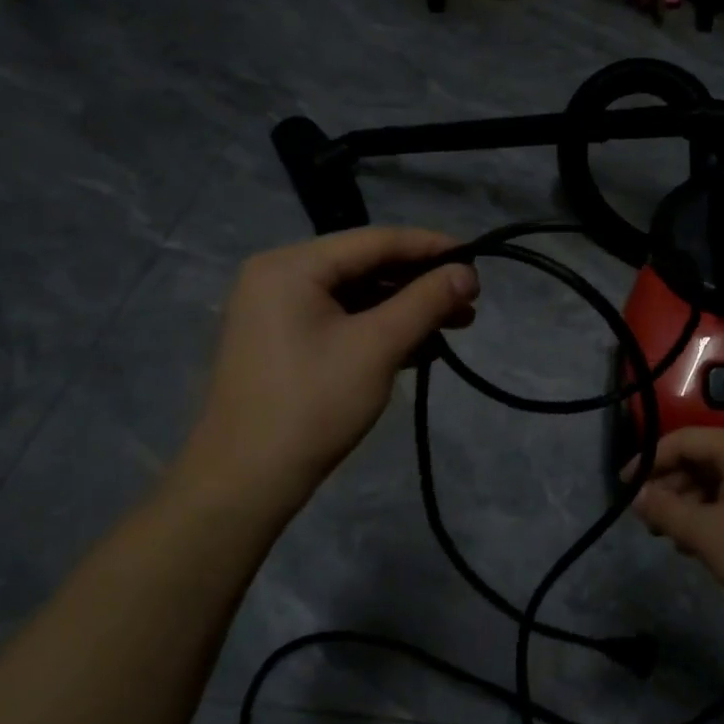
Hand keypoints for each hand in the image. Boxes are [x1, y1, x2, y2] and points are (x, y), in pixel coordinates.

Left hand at [176, 228, 477, 509]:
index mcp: (291, 265)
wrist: (245, 482)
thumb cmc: (313, 405)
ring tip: (455, 326)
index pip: (375, 240)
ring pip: (358, 295)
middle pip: (366, 266)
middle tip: (470, 301)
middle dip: (421, 283)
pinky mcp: (284, 341)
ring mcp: (278, 310)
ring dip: (406, 309)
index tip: (477, 260)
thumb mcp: (378, 347)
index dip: (431, 247)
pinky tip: (421, 347)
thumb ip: (426, 302)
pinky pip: (342, 319)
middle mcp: (279, 276)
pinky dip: (381, 329)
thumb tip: (468, 273)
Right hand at [631, 428, 723, 618]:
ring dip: (686, 504)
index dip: (649, 461)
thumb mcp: (704, 533)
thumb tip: (636, 495)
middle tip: (647, 519)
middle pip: (696, 458)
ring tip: (670, 537)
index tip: (624, 487)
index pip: (681, 440)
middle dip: (668, 487)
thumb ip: (665, 510)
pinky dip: (707, 512)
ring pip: (711, 479)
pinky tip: (695, 543)